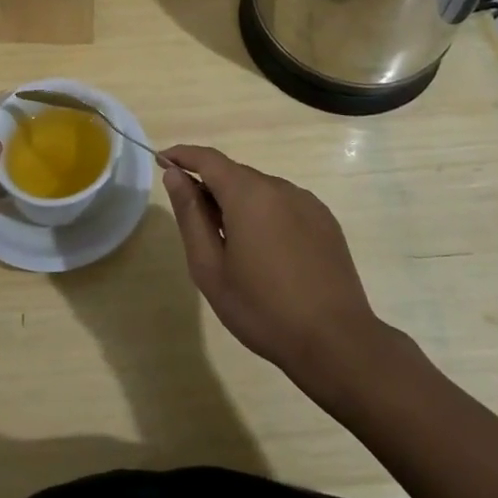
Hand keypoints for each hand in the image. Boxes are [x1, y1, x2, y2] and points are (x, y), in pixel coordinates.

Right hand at [163, 145, 384, 382]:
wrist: (335, 341)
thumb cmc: (262, 308)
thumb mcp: (210, 267)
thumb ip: (190, 215)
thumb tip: (175, 175)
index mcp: (248, 194)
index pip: (208, 159)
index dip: (182, 156)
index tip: (162, 160)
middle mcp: (279, 187)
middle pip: (234, 174)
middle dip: (210, 187)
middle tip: (194, 223)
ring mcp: (307, 202)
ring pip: (260, 190)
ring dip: (239, 204)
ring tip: (232, 246)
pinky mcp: (325, 220)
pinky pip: (284, 205)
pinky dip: (265, 215)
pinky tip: (267, 253)